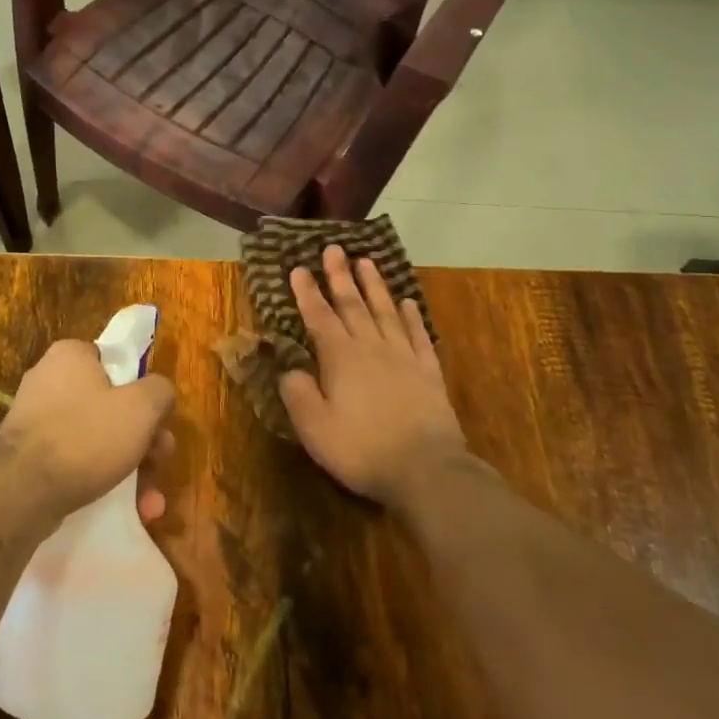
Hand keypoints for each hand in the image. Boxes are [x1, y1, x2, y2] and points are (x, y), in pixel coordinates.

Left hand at [0, 339, 175, 524]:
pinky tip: (128, 508)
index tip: (158, 419)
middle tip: (160, 460)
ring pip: (97, 437)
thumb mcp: (141, 407)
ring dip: (129, 466)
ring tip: (150, 501)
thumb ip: (160, 391)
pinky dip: (101, 478)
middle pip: (111, 404)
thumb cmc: (86, 437)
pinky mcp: (29, 454)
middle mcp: (48, 379)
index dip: (142, 389)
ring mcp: (36, 418)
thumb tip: (160, 393)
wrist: (22, 492)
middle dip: (143, 437)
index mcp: (70, 355)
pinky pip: (76, 459)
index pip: (115, 361)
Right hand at [278, 245, 481, 506]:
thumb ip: (297, 393)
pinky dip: (412, 317)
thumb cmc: (361, 449)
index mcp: (340, 358)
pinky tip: (408, 302)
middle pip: (353, 305)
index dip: (307, 293)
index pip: (319, 317)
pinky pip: (418, 336)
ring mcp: (404, 357)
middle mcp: (371, 347)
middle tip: (333, 248)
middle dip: (340, 276)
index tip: (298, 268)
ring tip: (366, 261)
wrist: (426, 469)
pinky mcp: (429, 373)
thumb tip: (289, 369)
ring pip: (386, 312)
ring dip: (374, 286)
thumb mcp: (314, 427)